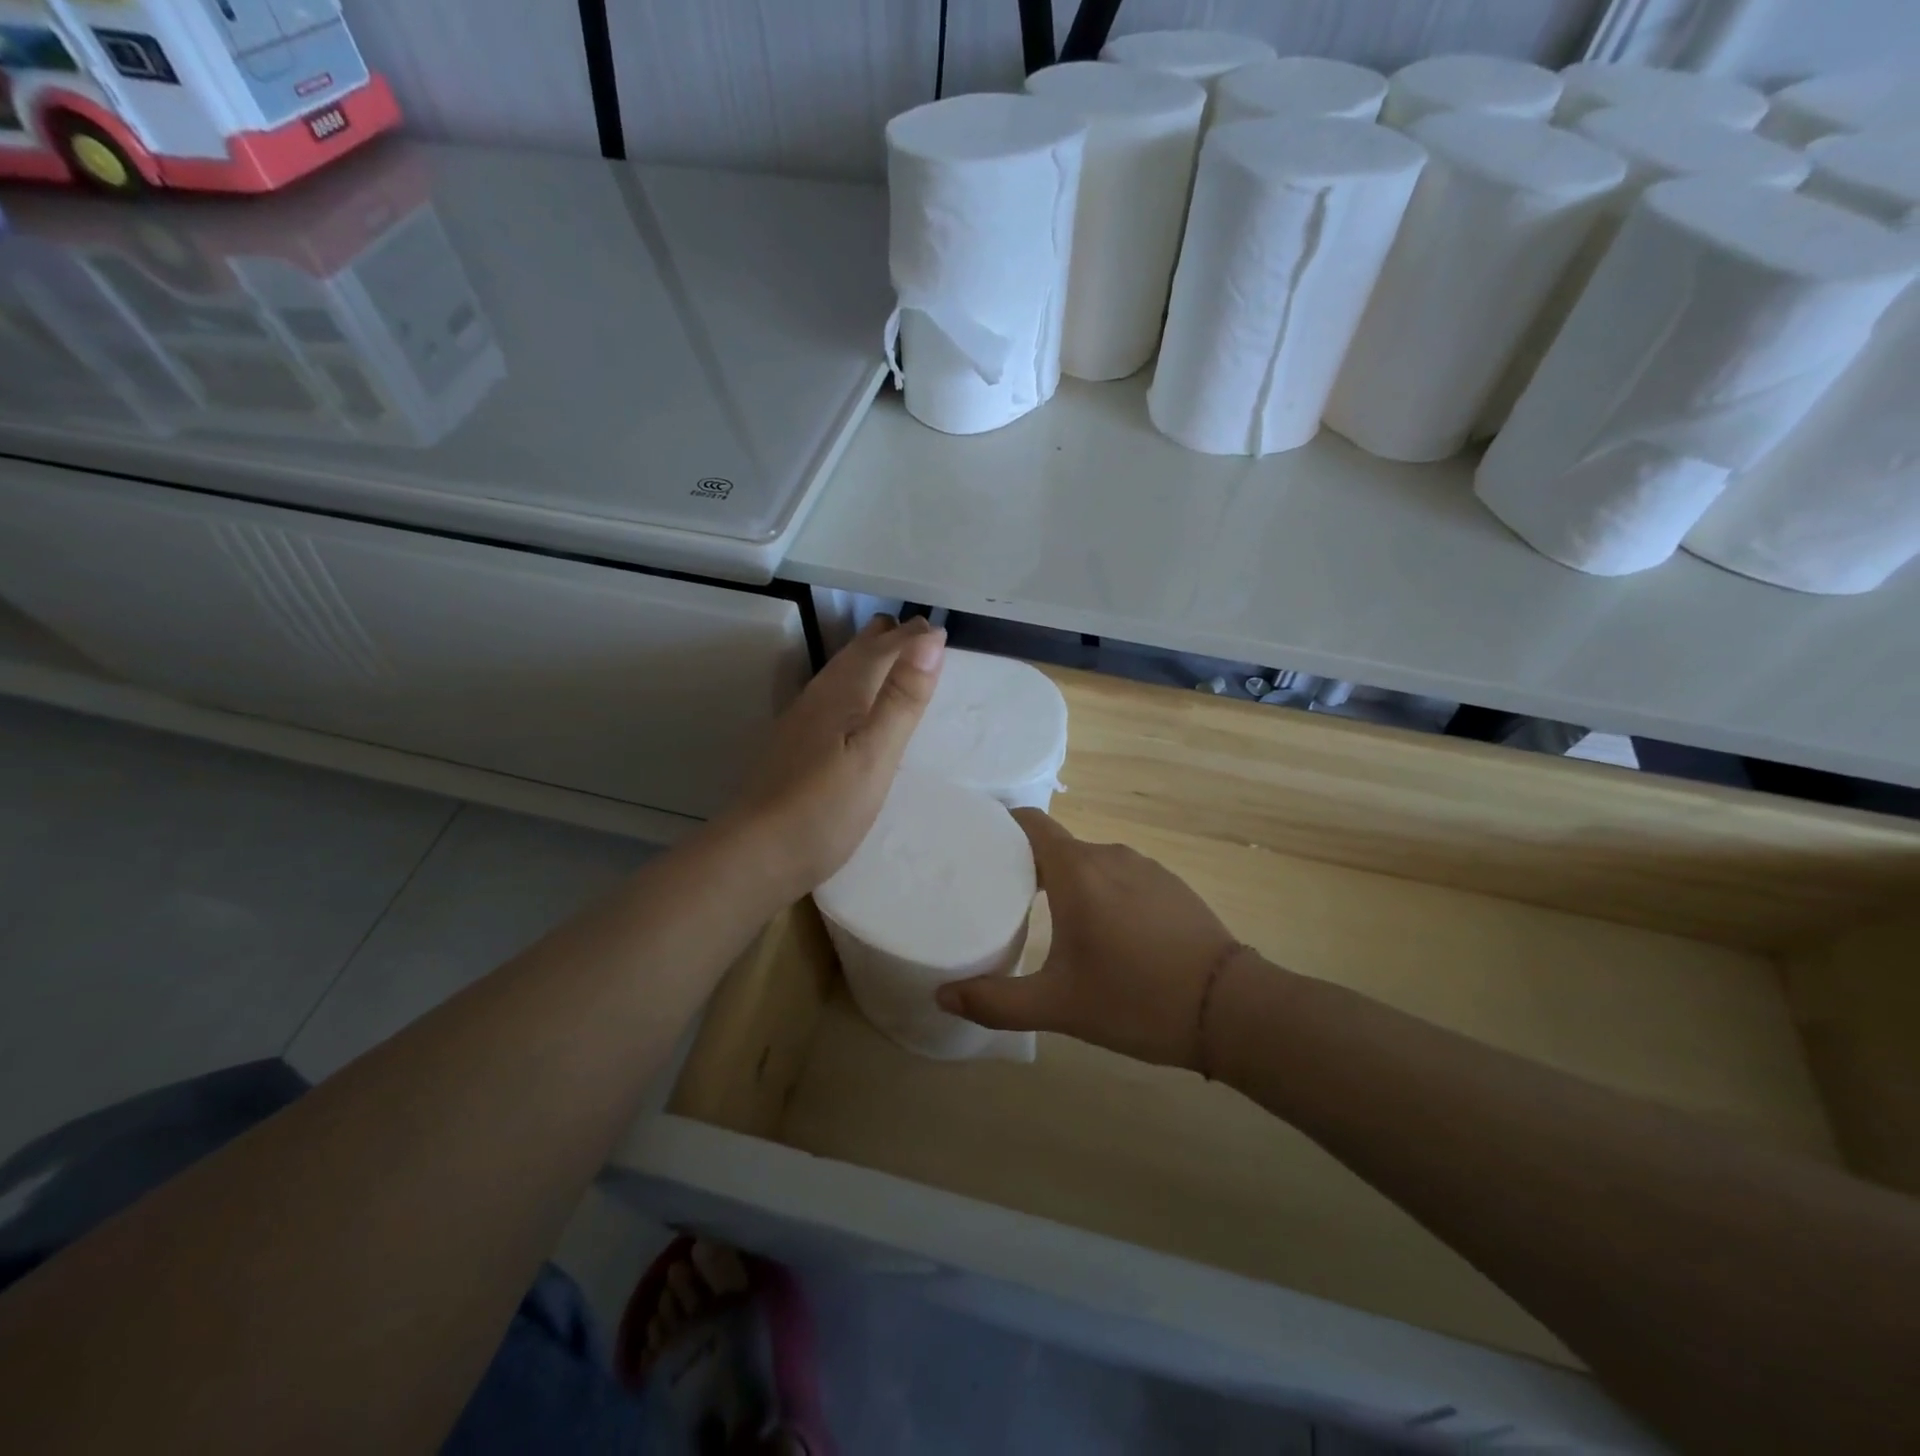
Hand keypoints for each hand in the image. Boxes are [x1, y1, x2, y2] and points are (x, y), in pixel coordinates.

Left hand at [720, 615, 944, 902]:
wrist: (757, 853)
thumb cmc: (825, 807)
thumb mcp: (876, 753)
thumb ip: (902, 697)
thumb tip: (930, 637)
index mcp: (843, 691)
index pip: (884, 646)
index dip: (914, 637)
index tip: (942, 633)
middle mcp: (820, 694)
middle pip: (858, 651)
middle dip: (891, 639)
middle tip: (925, 641)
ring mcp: (804, 719)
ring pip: (843, 671)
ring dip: (873, 660)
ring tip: (899, 662)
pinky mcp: (797, 743)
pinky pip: (835, 696)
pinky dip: (859, 686)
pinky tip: (860, 709)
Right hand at [936, 810, 1242, 1069]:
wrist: (1231, 1008)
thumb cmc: (1135, 999)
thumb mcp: (1058, 1006)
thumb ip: (996, 1001)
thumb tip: (943, 995)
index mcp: (1077, 871)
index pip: (1030, 822)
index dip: (1000, 825)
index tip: (975, 844)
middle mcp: (1109, 856)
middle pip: (1056, 846)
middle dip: (1026, 865)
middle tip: (1000, 897)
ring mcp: (1145, 867)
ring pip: (1090, 862)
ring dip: (1066, 881)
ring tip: (1046, 917)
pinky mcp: (1170, 884)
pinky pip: (1120, 876)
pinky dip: (1100, 891)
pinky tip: (1103, 931)